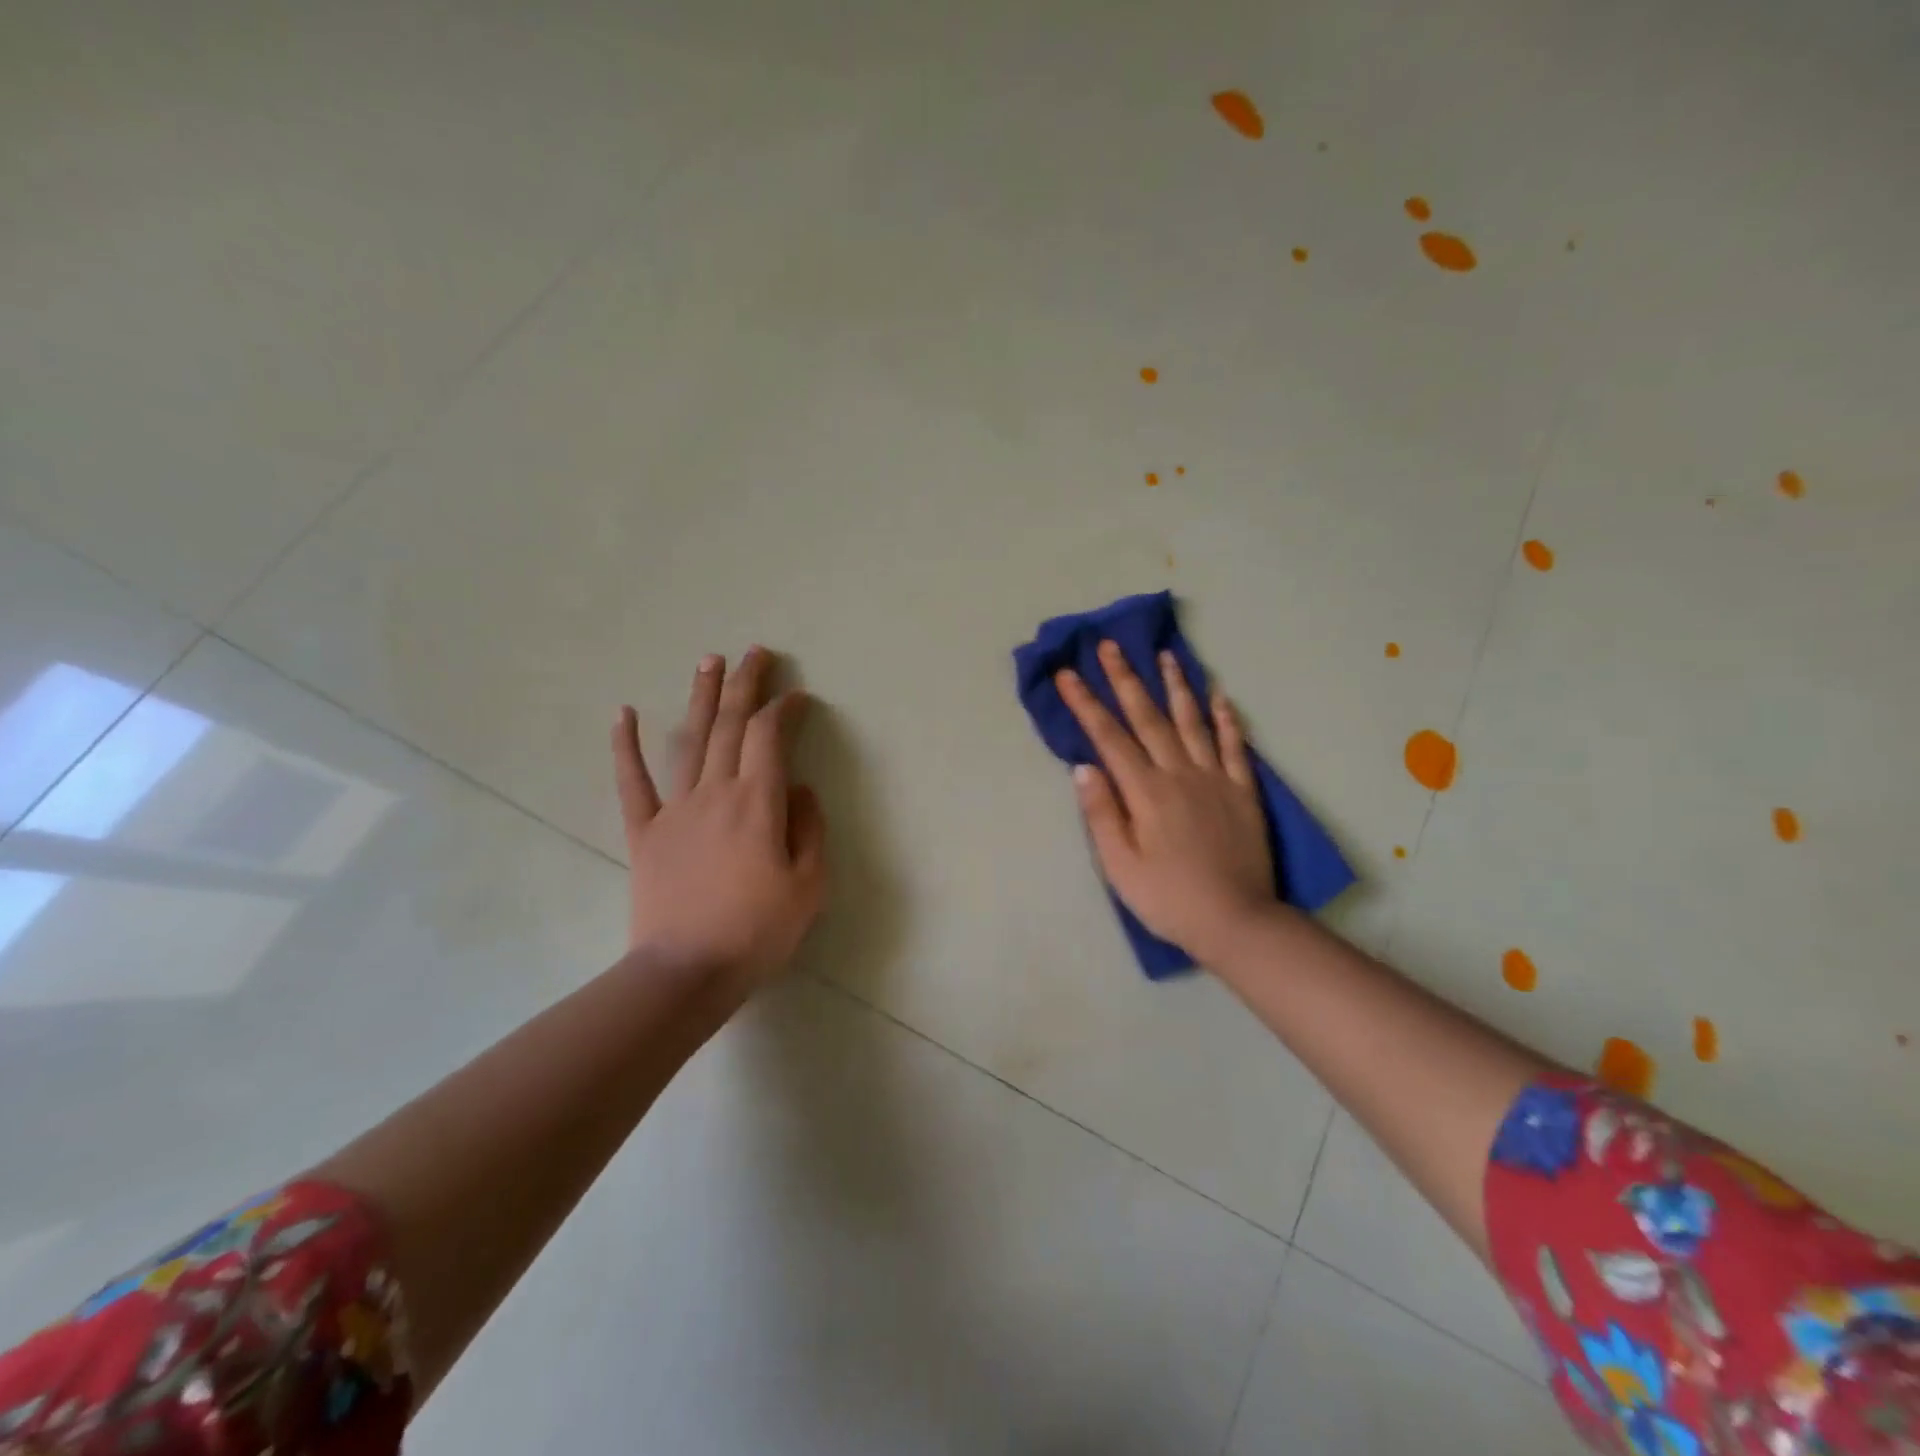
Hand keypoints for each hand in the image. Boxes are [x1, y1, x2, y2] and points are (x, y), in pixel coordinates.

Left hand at [611, 647, 826, 993]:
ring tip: (709, 661)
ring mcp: (675, 809)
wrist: (688, 971)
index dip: (785, 710)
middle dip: (746, 684)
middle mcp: (716, 792)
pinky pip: (632, 783)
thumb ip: (810, 828)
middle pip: (731, 725)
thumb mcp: (809, 885)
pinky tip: (625, 712)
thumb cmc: (758, 931)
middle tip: (756, 652)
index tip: (799, 697)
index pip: (771, 737)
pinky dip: (626, 746)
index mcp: (758, 803)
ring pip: (689, 740)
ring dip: (701, 698)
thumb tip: (799, 789)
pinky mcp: (645, 832)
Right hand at [1056, 641, 1274, 965]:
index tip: (1068, 674)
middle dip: (1125, 679)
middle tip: (1110, 646)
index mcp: (1146, 792)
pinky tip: (1220, 695)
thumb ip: (1102, 814)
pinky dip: (1226, 718)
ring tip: (1166, 655)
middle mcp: (1179, 774)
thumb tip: (1084, 767)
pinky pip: (1234, 746)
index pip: (1109, 738)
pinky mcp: (1243, 791)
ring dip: (1177, 686)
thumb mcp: (1120, 865)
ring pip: (1192, 721)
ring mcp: (1215, 779)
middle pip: (1148, 718)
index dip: (1085, 704)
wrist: (1236, 921)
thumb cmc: (1167, 898)